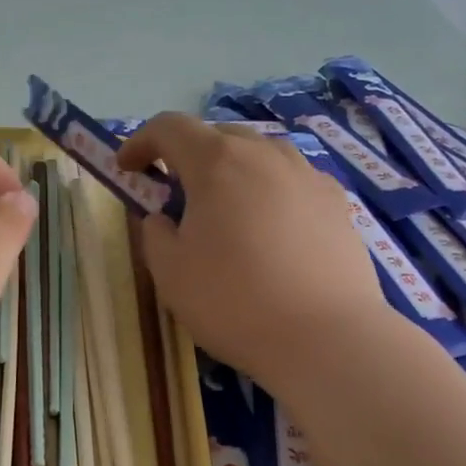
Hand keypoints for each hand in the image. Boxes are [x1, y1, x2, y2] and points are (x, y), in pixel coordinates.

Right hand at [118, 114, 389, 384]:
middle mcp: (265, 155)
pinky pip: (292, 181)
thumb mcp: (170, 273)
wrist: (326, 338)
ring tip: (226, 211)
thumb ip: (156, 234)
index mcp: (217, 163)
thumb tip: (164, 219)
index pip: (169, 127)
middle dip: (187, 157)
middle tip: (175, 195)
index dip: (140, 142)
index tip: (127, 169)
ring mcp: (307, 175)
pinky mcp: (338, 203)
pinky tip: (271, 232)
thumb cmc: (234, 302)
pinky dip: (269, 192)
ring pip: (260, 155)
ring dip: (232, 171)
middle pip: (217, 135)